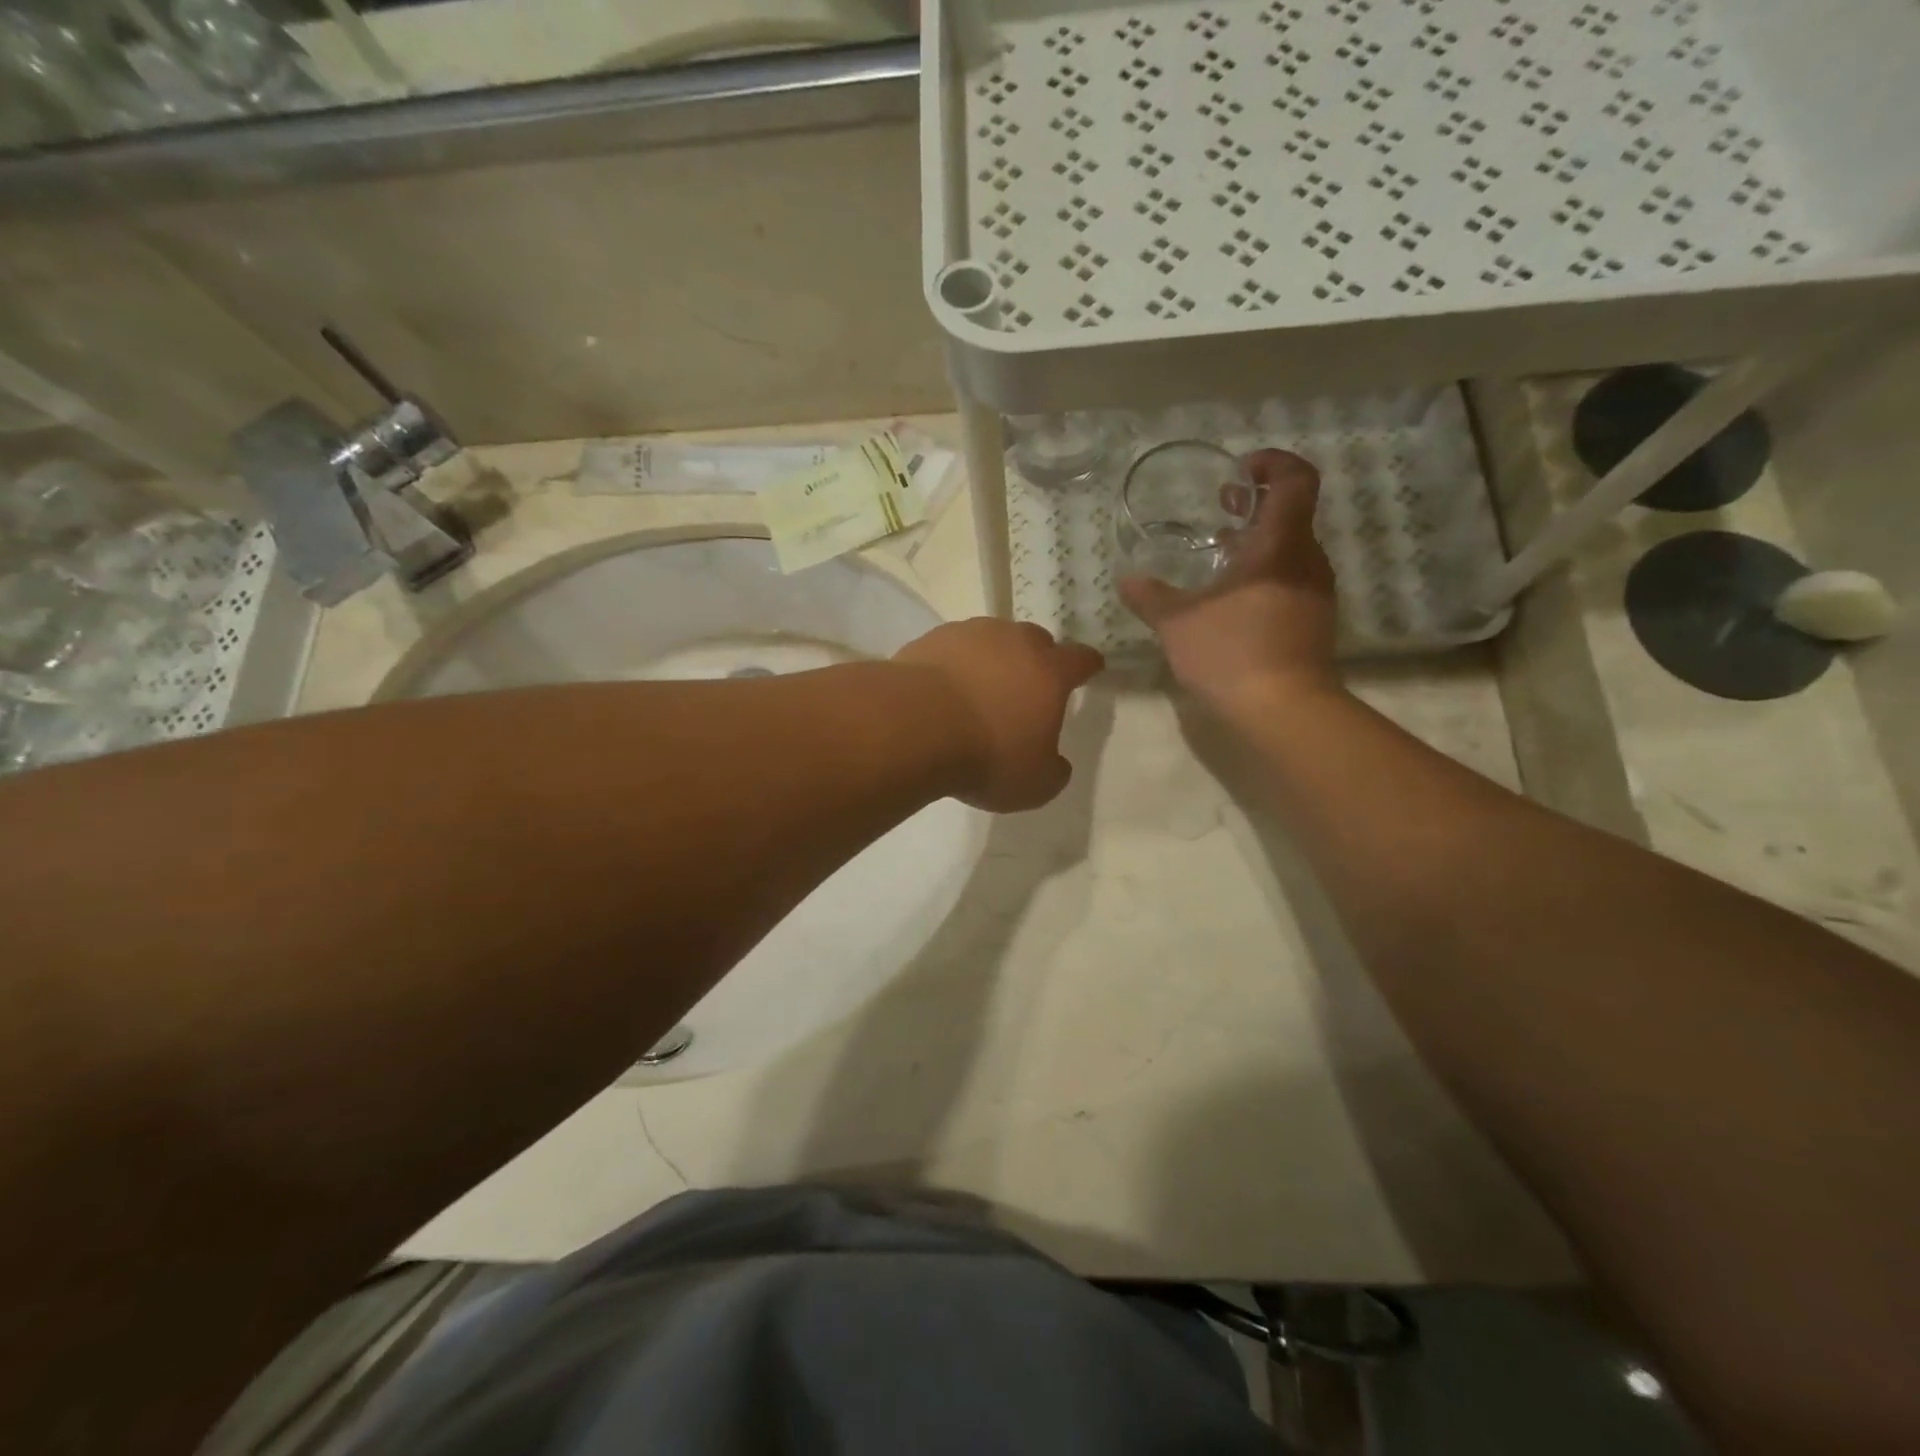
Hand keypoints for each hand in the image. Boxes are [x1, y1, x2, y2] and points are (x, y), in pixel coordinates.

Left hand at [894, 619, 1104, 811]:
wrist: (916, 725)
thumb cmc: (987, 755)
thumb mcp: (1035, 784)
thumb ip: (1053, 771)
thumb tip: (1055, 762)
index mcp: (1050, 672)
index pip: (1080, 660)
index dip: (1087, 665)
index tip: (1090, 668)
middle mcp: (1014, 642)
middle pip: (1036, 641)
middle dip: (1038, 659)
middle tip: (1029, 684)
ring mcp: (970, 634)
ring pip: (992, 639)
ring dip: (993, 659)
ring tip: (981, 687)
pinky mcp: (932, 639)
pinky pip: (953, 649)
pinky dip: (955, 664)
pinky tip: (944, 689)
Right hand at [1119, 449, 1338, 712]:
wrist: (1284, 710)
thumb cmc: (1231, 653)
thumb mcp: (1177, 623)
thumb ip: (1151, 597)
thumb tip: (1127, 579)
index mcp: (1280, 545)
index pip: (1296, 479)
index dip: (1272, 464)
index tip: (1239, 473)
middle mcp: (1306, 561)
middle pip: (1293, 513)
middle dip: (1257, 505)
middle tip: (1222, 509)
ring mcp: (1315, 592)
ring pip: (1291, 549)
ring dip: (1259, 543)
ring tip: (1219, 557)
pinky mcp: (1314, 621)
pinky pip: (1291, 579)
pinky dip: (1265, 574)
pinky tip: (1232, 600)